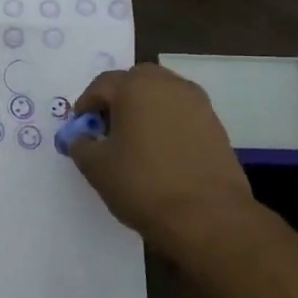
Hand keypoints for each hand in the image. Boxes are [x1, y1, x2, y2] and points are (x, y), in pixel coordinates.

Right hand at [67, 63, 259, 260]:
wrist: (206, 217)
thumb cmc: (142, 184)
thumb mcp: (96, 167)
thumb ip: (81, 144)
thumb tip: (83, 137)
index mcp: (136, 87)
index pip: (102, 84)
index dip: (85, 105)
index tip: (81, 130)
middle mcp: (169, 85)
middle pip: (136, 81)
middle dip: (118, 99)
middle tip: (107, 129)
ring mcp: (198, 104)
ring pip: (162, 95)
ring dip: (145, 109)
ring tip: (135, 142)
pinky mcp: (216, 126)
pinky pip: (182, 114)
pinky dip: (167, 124)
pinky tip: (161, 153)